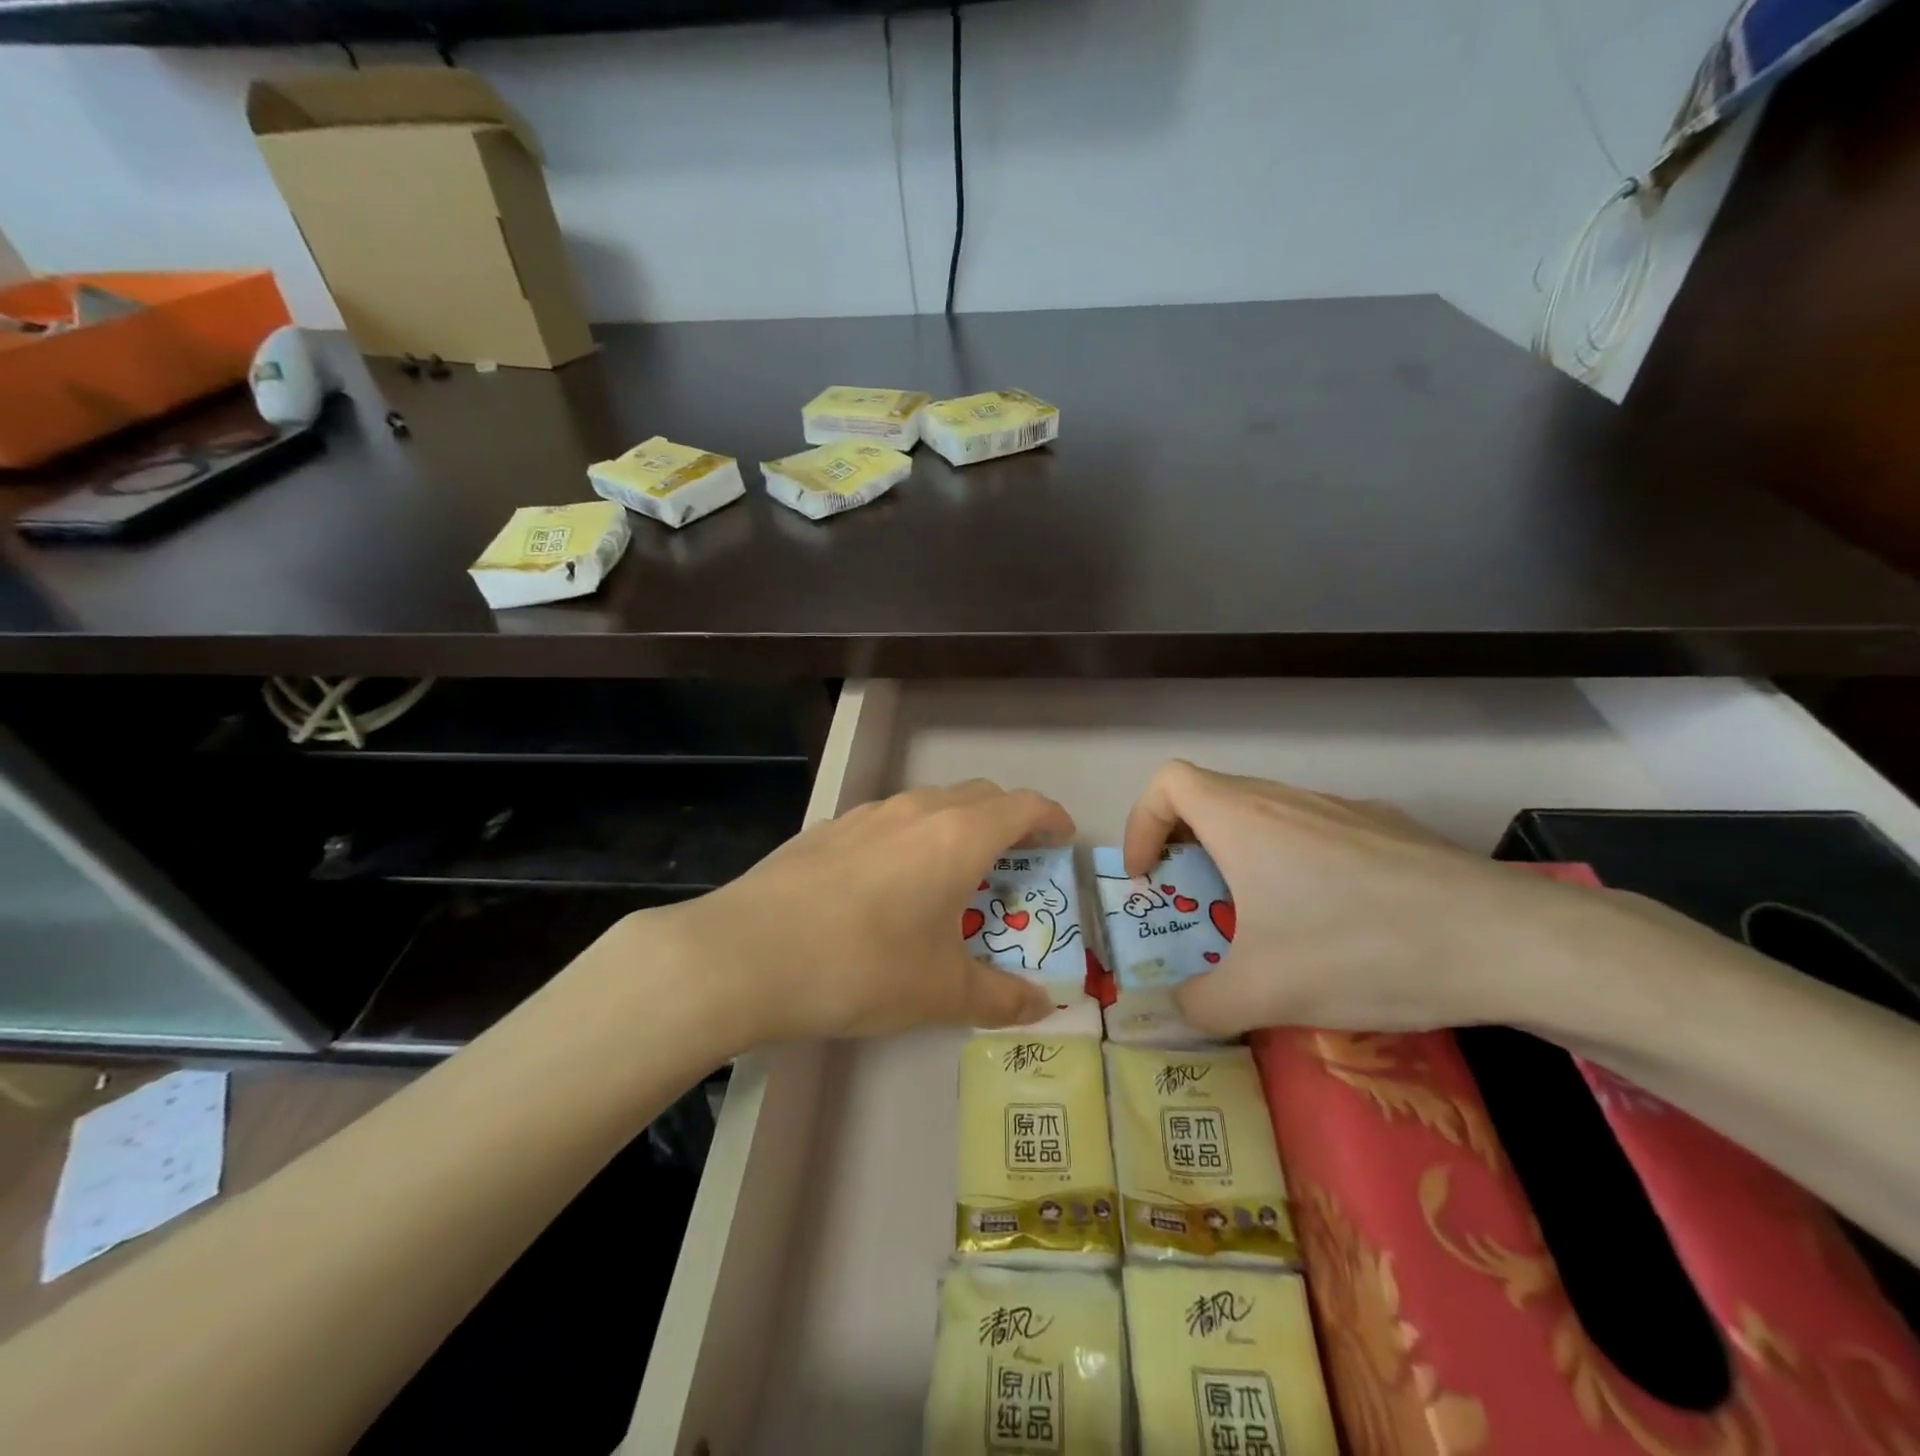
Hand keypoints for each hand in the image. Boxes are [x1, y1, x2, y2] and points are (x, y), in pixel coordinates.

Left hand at [657, 780, 1071, 1045]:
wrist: (747, 953)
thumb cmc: (862, 967)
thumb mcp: (940, 993)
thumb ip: (1000, 998)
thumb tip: (1044, 1007)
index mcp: (958, 837)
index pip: (1023, 806)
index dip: (1050, 817)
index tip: (1061, 838)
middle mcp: (917, 811)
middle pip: (979, 796)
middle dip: (1007, 820)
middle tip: (1014, 862)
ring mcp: (867, 814)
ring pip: (929, 804)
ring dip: (954, 826)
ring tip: (950, 874)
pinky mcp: (827, 828)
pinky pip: (886, 821)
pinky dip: (908, 838)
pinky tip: (886, 884)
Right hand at [1123, 762, 1606, 1035]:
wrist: (1509, 941)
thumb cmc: (1362, 949)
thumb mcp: (1266, 993)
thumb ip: (1201, 1004)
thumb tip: (1180, 1008)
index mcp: (1243, 819)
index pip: (1167, 782)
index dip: (1142, 823)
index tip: (1150, 878)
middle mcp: (1287, 799)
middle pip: (1211, 798)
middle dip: (1188, 850)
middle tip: (1200, 907)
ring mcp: (1342, 808)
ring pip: (1265, 815)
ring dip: (1242, 858)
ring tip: (1265, 920)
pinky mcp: (1387, 828)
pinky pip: (1315, 831)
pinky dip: (1295, 863)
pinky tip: (1335, 920)